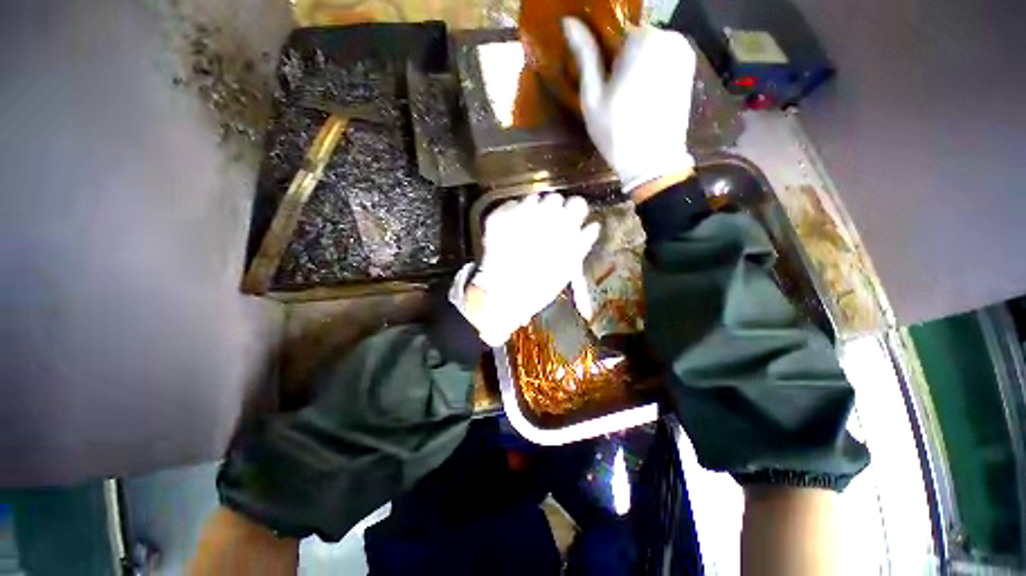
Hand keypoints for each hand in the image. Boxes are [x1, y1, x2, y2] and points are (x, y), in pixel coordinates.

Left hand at [451, 194, 599, 346]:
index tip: (569, 220)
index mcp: (564, 226)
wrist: (503, 294)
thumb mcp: (567, 268)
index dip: (573, 212)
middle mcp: (543, 213)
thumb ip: (582, 243)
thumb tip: (593, 226)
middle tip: (545, 229)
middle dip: (552, 211)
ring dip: (532, 212)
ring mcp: (519, 212)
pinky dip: (512, 216)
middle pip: (554, 198)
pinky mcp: (499, 216)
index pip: (577, 203)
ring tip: (525, 233)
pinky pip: (511, 206)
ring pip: (532, 200)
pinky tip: (510, 233)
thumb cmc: (540, 286)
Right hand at [563, 17, 696, 192]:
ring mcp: (684, 52)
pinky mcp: (689, 68)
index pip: (615, 32)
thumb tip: (569, 21)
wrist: (652, 163)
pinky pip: (663, 60)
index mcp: (644, 40)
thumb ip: (585, 56)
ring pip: (649, 50)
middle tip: (615, 95)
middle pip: (634, 40)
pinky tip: (645, 98)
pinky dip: (652, 72)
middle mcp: (669, 37)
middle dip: (622, 61)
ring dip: (637, 67)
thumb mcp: (593, 97)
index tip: (602, 83)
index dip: (605, 58)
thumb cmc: (617, 133)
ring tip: (630, 100)